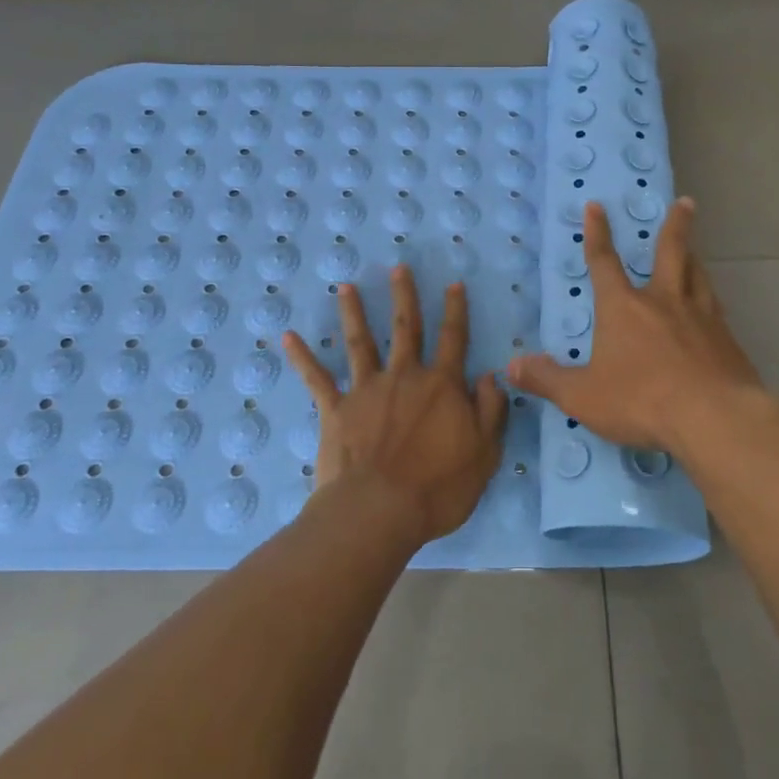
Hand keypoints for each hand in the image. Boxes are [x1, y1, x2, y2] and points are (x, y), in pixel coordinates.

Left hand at [283, 266, 506, 547]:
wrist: (379, 511)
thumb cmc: (438, 488)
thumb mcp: (484, 454)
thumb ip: (490, 411)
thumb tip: (491, 376)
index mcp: (442, 386)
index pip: (454, 339)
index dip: (456, 310)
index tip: (454, 283)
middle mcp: (404, 377)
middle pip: (406, 328)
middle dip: (404, 296)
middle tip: (398, 267)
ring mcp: (366, 390)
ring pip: (360, 342)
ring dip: (354, 312)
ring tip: (345, 286)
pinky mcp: (335, 410)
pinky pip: (317, 379)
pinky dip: (302, 357)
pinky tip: (287, 337)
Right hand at [506, 198, 760, 458]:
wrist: (715, 417)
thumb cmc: (642, 401)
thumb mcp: (584, 396)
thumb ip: (548, 380)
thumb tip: (512, 366)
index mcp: (623, 308)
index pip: (604, 262)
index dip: (597, 233)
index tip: (596, 206)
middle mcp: (664, 302)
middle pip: (671, 252)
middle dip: (675, 225)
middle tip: (685, 202)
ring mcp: (701, 317)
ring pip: (698, 275)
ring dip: (694, 257)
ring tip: (694, 249)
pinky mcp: (727, 339)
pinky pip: (716, 309)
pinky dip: (711, 299)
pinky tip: (714, 308)